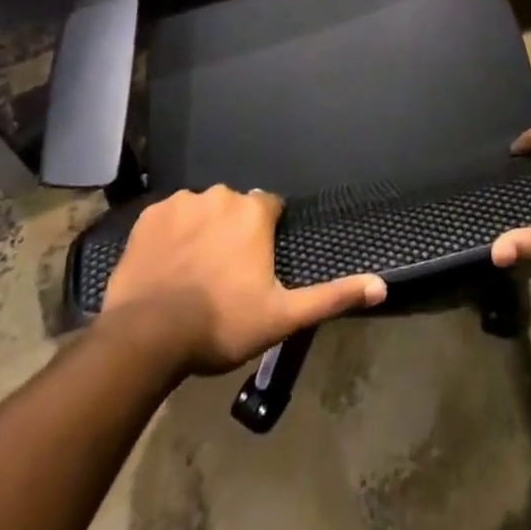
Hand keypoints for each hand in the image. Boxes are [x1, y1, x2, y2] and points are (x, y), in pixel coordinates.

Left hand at [100, 186, 385, 374]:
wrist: (148, 335)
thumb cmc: (222, 323)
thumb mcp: (283, 316)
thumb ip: (332, 297)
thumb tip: (382, 286)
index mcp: (254, 211)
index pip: (271, 208)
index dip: (267, 236)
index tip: (257, 266)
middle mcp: (221, 194)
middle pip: (235, 207)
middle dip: (234, 232)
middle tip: (225, 275)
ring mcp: (181, 202)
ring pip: (202, 210)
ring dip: (203, 231)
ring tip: (194, 273)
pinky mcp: (149, 215)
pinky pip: (169, 218)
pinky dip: (171, 235)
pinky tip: (167, 266)